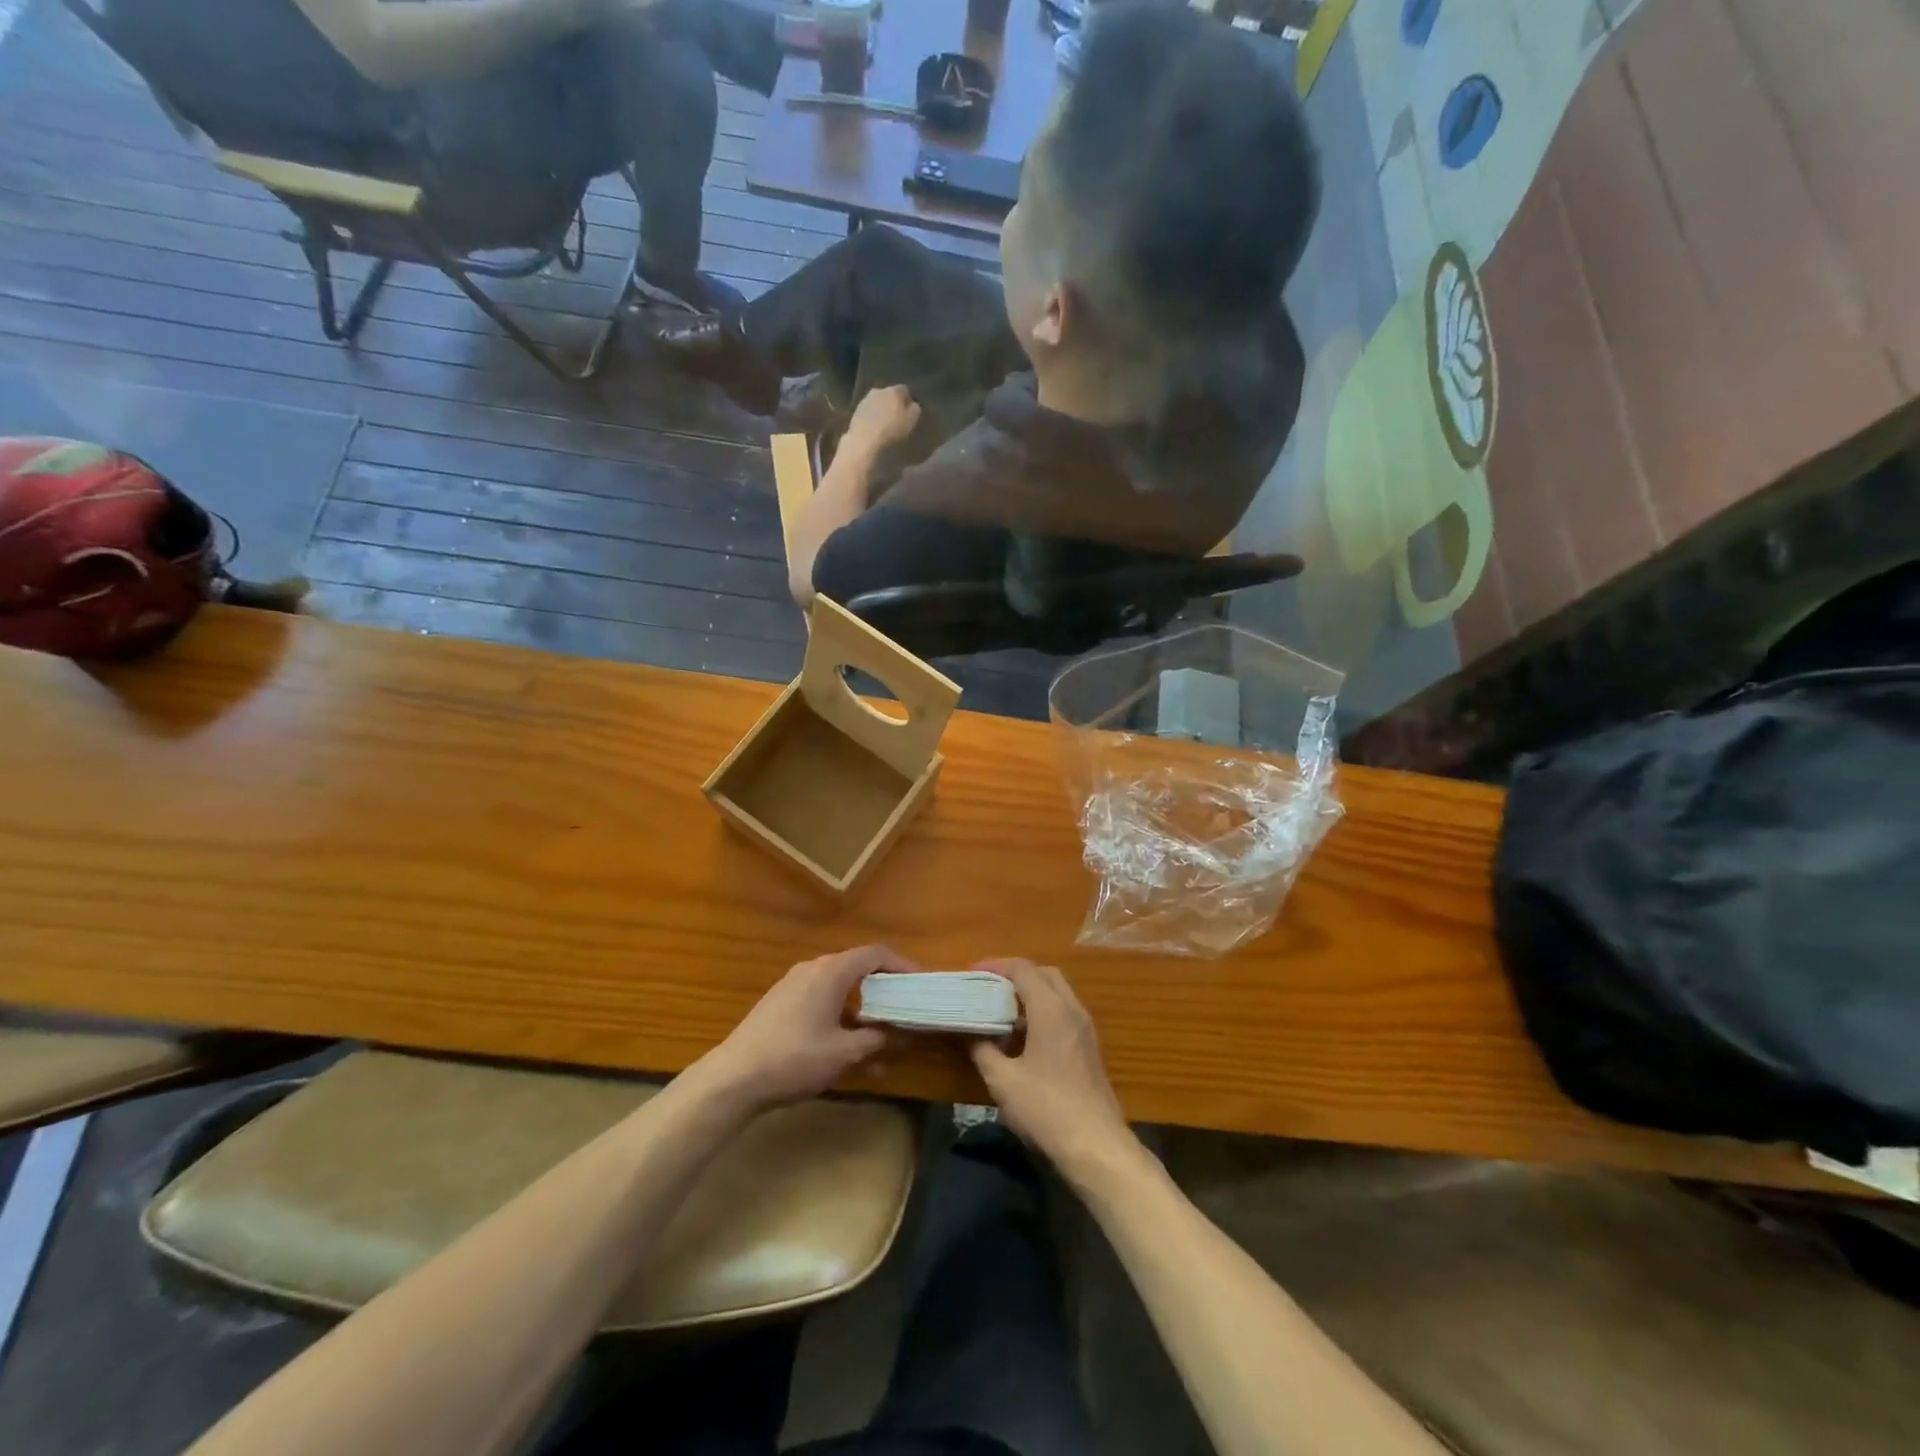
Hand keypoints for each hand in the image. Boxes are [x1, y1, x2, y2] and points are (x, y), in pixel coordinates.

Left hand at [689, 946, 908, 1114]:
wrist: (733, 1078)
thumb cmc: (795, 1059)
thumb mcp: (844, 1053)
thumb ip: (878, 1039)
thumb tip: (901, 1033)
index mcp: (831, 971)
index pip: (876, 953)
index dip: (903, 965)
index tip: (921, 984)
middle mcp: (813, 969)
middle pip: (858, 969)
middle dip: (884, 992)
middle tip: (905, 1012)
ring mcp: (793, 985)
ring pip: (839, 989)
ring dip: (862, 1012)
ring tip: (879, 1044)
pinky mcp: (780, 1004)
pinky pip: (820, 1001)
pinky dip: (840, 1018)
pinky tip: (845, 1050)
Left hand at [840, 385, 921, 460]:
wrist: (864, 442)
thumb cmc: (892, 431)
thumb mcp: (912, 421)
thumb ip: (915, 409)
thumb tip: (913, 404)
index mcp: (895, 390)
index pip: (905, 390)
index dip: (908, 400)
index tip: (910, 411)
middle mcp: (879, 390)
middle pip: (889, 394)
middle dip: (893, 404)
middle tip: (897, 418)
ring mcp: (865, 400)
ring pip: (877, 402)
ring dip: (881, 410)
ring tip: (885, 424)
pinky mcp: (855, 411)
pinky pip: (868, 412)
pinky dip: (872, 417)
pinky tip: (874, 428)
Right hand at [969, 959, 1133, 1175]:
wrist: (1096, 1145)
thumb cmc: (1046, 1108)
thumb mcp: (1003, 1080)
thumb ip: (983, 1049)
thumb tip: (972, 1032)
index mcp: (1051, 1009)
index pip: (1023, 969)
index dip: (996, 966)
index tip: (972, 973)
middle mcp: (1072, 1009)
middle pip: (1044, 974)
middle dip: (1015, 975)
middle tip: (988, 987)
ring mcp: (1085, 1028)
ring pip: (1057, 993)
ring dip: (1030, 994)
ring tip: (1001, 1010)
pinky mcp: (1089, 1047)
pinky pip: (1064, 1013)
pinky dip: (1042, 1011)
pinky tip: (1022, 1037)